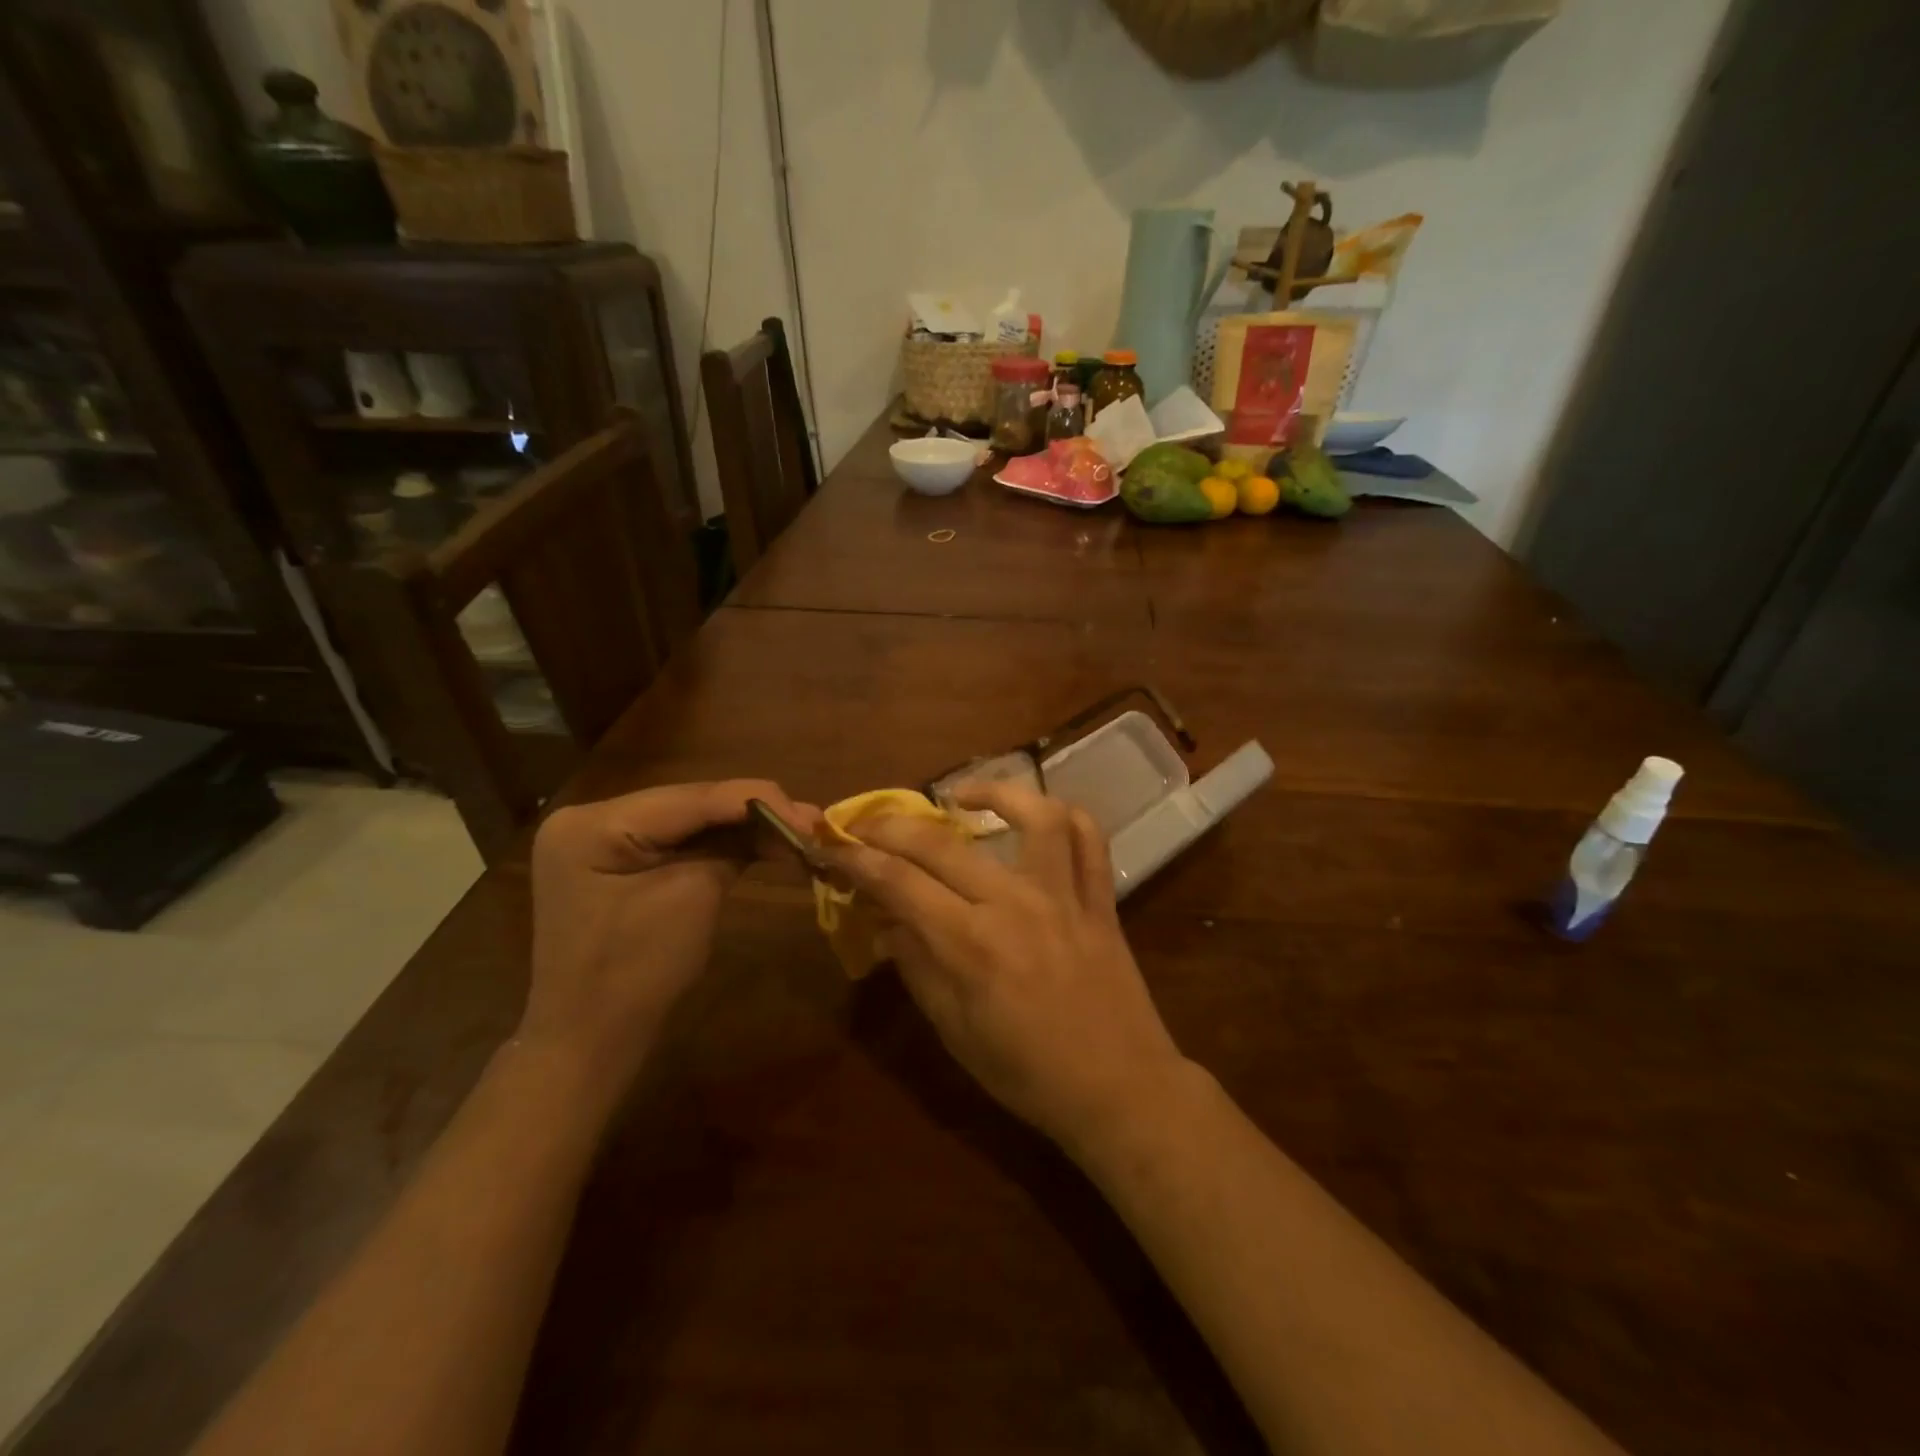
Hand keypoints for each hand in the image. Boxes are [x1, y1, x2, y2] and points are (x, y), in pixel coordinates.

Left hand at [523, 781, 817, 1085]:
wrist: (587, 1043)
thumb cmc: (635, 973)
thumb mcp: (692, 897)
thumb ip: (733, 847)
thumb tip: (787, 820)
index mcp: (594, 823)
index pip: (692, 796)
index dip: (758, 800)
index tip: (812, 816)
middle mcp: (590, 817)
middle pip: (689, 802)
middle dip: (753, 811)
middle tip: (811, 822)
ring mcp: (598, 839)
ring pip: (687, 820)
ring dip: (741, 826)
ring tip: (798, 830)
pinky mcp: (614, 861)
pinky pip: (675, 841)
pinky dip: (718, 844)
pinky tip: (760, 843)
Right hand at [821, 783, 1190, 1153]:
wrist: (1119, 1089)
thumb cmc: (1027, 1073)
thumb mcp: (955, 1032)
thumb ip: (917, 967)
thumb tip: (886, 921)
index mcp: (971, 945)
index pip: (899, 882)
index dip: (858, 859)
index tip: (834, 846)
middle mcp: (1015, 904)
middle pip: (942, 843)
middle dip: (892, 825)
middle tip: (868, 823)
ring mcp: (1064, 896)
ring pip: (1034, 816)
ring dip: (993, 791)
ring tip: (959, 797)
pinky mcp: (1100, 899)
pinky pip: (1090, 839)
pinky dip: (1065, 814)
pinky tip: (1036, 815)